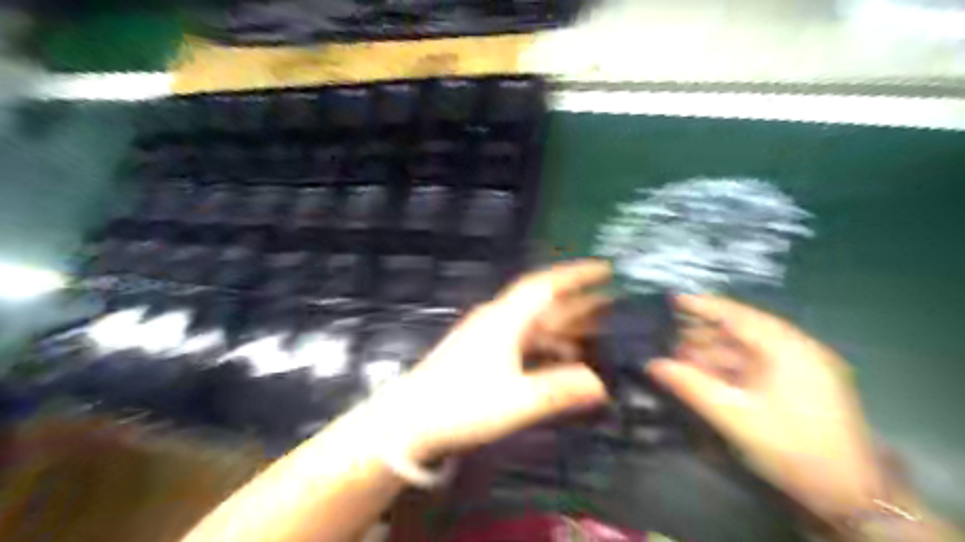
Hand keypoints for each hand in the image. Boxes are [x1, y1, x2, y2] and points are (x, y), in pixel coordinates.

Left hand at [371, 261, 609, 461]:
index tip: (605, 269)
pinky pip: (523, 340)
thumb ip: (559, 390)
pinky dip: (546, 345)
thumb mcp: (515, 400)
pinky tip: (560, 359)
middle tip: (613, 304)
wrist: (407, 421)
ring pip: (535, 323)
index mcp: (505, 320)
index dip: (575, 275)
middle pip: (544, 304)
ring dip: (564, 327)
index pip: (545, 285)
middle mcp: (497, 320)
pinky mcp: (481, 352)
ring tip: (595, 334)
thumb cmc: (460, 405)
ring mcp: (487, 335)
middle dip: (578, 303)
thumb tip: (601, 384)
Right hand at [647, 294, 880, 521]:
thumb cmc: (793, 449)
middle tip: (666, 334)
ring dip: (712, 351)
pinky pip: (756, 365)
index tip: (671, 299)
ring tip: (677, 354)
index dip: (702, 305)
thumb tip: (652, 364)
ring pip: (747, 349)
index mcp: (788, 349)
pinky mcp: (800, 384)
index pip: (738, 315)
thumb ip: (691, 386)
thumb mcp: (735, 417)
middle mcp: (797, 349)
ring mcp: (801, 367)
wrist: (851, 496)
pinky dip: (729, 366)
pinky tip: (704, 372)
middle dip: (702, 332)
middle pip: (741, 330)